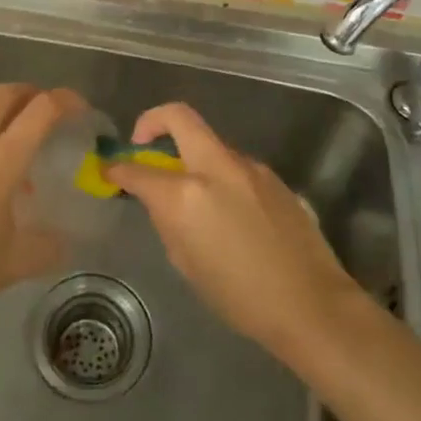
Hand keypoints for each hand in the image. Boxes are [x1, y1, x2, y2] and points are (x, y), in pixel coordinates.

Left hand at [0, 84, 76, 336]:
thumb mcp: (15, 263)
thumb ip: (46, 247)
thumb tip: (64, 243)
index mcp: (2, 160)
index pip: (41, 109)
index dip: (65, 100)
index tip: (80, 109)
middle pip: (4, 93)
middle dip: (31, 93)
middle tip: (45, 110)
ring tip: (9, 120)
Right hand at [104, 102, 360, 357]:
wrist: (311, 304)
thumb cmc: (239, 297)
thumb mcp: (186, 263)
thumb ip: (168, 220)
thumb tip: (161, 200)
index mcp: (185, 195)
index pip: (138, 169)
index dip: (117, 168)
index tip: (110, 170)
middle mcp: (215, 168)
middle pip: (178, 116)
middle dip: (152, 121)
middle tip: (143, 143)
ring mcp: (248, 166)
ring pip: (209, 142)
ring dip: (192, 155)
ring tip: (193, 193)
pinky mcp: (272, 175)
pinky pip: (234, 164)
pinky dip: (219, 174)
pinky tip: (228, 209)